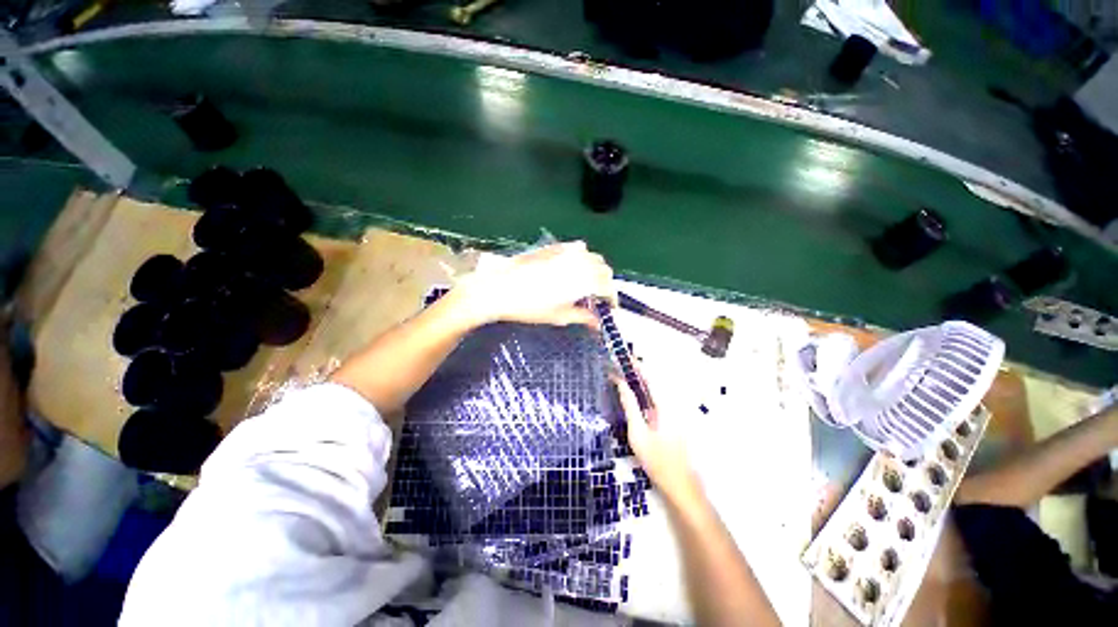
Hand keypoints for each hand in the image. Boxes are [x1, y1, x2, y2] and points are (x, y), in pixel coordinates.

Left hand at [456, 241, 614, 327]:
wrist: (500, 287)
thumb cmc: (531, 306)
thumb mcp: (559, 316)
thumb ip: (582, 317)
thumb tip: (598, 323)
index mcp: (585, 280)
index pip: (608, 288)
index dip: (612, 299)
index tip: (609, 307)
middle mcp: (581, 262)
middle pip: (604, 269)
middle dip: (605, 283)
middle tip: (597, 297)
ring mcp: (567, 251)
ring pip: (592, 257)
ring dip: (595, 269)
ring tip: (586, 282)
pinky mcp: (555, 246)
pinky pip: (577, 247)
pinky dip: (582, 256)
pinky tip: (572, 266)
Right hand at [616, 373, 704, 510]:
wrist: (680, 486)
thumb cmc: (657, 460)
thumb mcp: (638, 433)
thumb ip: (630, 406)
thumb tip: (621, 384)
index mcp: (665, 405)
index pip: (650, 377)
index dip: (636, 365)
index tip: (623, 356)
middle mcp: (672, 404)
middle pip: (654, 381)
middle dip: (637, 370)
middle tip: (619, 365)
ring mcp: (673, 412)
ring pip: (655, 390)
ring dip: (640, 380)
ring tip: (623, 375)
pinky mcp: (671, 420)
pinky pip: (656, 400)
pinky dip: (644, 392)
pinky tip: (634, 394)